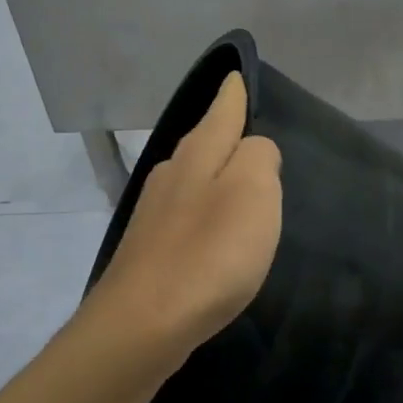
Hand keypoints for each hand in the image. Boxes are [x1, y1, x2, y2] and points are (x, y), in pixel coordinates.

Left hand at [80, 73, 281, 377]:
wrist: (142, 325)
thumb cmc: (209, 254)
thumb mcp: (253, 192)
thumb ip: (259, 157)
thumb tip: (254, 149)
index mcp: (199, 155)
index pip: (222, 111)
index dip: (233, 94)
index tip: (236, 76)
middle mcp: (171, 175)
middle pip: (204, 142)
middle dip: (224, 132)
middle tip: (248, 127)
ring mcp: (154, 214)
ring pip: (192, 178)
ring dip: (215, 174)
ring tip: (239, 180)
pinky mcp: (149, 250)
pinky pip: (185, 215)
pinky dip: (204, 212)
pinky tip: (214, 231)